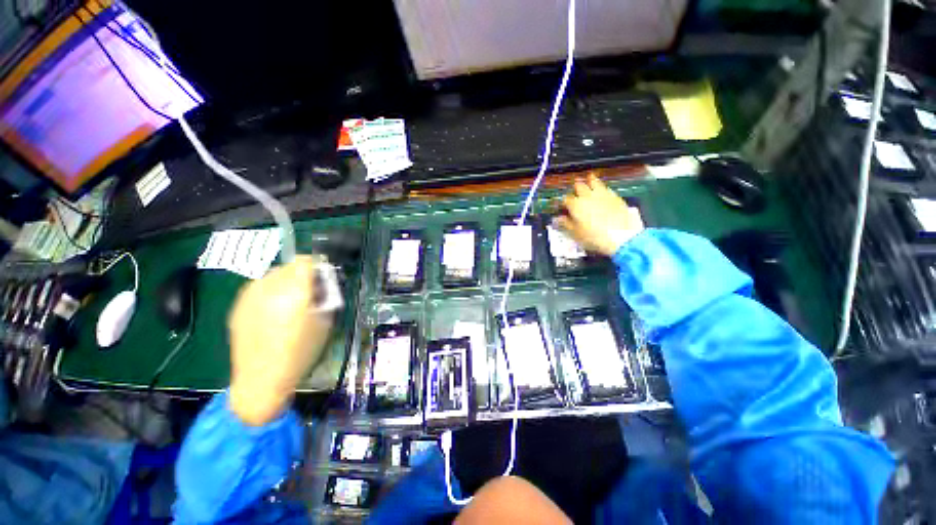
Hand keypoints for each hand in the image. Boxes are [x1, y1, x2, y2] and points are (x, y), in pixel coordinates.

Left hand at [227, 256, 332, 425]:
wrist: (261, 379)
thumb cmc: (301, 351)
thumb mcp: (324, 322)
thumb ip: (325, 297)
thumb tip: (321, 284)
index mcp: (294, 291)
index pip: (305, 261)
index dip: (316, 265)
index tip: (322, 276)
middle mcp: (269, 287)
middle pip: (288, 266)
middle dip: (301, 274)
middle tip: (309, 292)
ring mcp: (249, 295)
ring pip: (272, 275)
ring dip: (285, 282)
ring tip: (289, 302)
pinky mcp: (237, 305)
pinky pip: (258, 288)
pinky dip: (269, 292)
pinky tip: (272, 312)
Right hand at [553, 174, 644, 256]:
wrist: (622, 236)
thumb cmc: (594, 237)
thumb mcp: (576, 233)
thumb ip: (565, 224)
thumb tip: (556, 219)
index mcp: (576, 205)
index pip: (565, 199)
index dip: (563, 202)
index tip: (562, 206)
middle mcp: (588, 196)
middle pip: (579, 186)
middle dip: (576, 187)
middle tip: (575, 187)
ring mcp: (603, 194)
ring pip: (595, 182)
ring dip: (590, 181)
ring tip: (589, 178)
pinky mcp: (616, 197)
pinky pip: (607, 188)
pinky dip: (602, 187)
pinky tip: (603, 190)